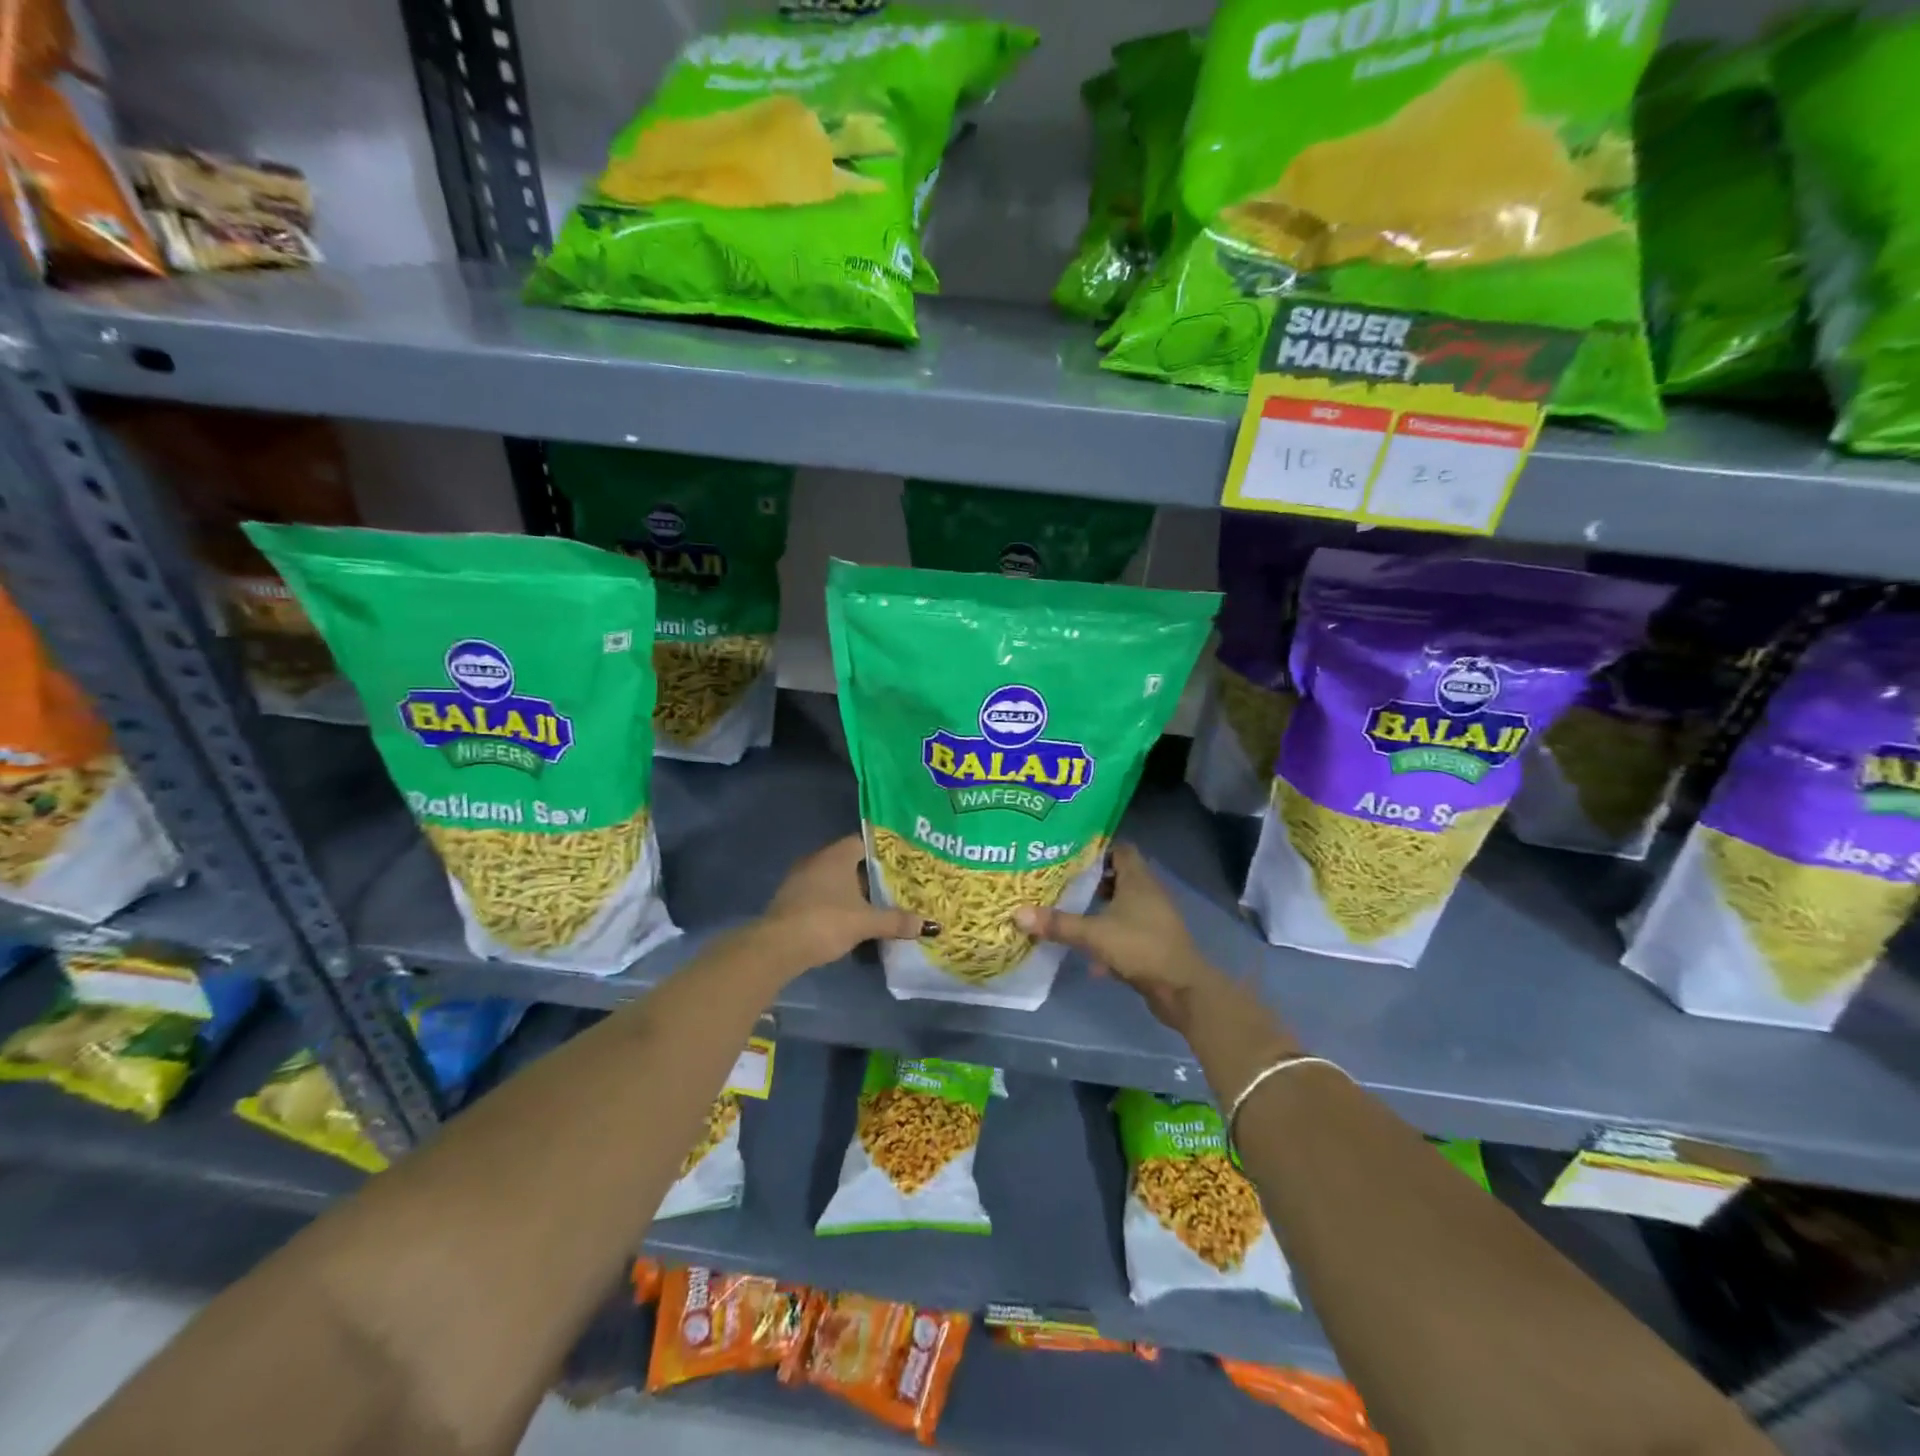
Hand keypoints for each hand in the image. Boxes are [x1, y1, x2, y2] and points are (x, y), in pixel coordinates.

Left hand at [756, 835, 935, 973]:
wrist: (776, 947)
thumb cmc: (825, 922)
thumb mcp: (866, 922)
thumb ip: (896, 921)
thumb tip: (929, 925)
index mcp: (837, 855)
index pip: (865, 841)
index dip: (884, 851)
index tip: (904, 862)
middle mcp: (817, 860)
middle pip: (850, 861)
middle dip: (872, 874)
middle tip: (897, 885)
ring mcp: (801, 880)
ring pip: (835, 880)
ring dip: (853, 891)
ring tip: (878, 904)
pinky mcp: (791, 900)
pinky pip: (822, 894)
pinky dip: (837, 903)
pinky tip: (851, 919)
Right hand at [1014, 843, 1221, 1030]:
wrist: (1182, 990)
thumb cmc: (1141, 948)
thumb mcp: (1094, 934)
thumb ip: (1058, 924)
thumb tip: (1017, 913)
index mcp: (1138, 879)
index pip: (1119, 849)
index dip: (1096, 848)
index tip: (1069, 853)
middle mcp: (1148, 893)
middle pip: (1118, 876)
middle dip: (1091, 880)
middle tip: (1061, 881)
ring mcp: (1153, 919)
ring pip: (1122, 905)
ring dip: (1099, 909)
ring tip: (1069, 911)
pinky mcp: (1153, 942)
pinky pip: (1126, 931)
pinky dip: (1109, 937)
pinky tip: (1090, 955)